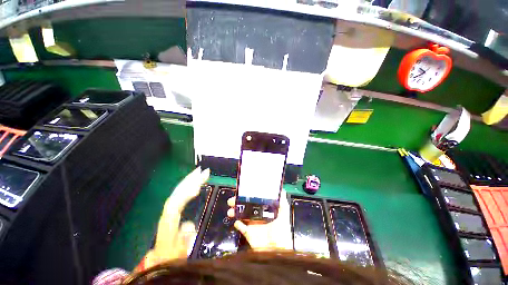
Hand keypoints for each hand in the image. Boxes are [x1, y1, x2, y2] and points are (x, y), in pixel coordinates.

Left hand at [145, 167, 209, 267]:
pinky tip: (196, 182)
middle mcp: (168, 210)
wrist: (163, 256)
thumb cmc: (171, 253)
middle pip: (178, 192)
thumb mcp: (179, 248)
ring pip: (180, 190)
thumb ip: (184, 236)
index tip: (199, 186)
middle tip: (203, 171)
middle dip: (191, 180)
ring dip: (190, 180)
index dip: (186, 193)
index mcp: (169, 219)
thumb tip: (189, 223)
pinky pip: (182, 193)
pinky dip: (189, 186)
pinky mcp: (175, 207)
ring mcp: (171, 208)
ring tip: (201, 172)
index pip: (176, 202)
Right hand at [226, 190, 292, 250]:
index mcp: (266, 211)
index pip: (256, 201)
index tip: (244, 191)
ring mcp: (253, 224)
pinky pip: (241, 227)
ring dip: (235, 211)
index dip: (250, 196)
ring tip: (231, 210)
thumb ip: (283, 204)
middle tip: (233, 199)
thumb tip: (283, 192)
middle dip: (239, 202)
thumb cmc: (282, 232)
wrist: (277, 250)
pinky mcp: (249, 233)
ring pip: (242, 215)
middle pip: (247, 207)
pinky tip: (237, 221)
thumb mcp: (284, 215)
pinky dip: (238, 224)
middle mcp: (258, 216)